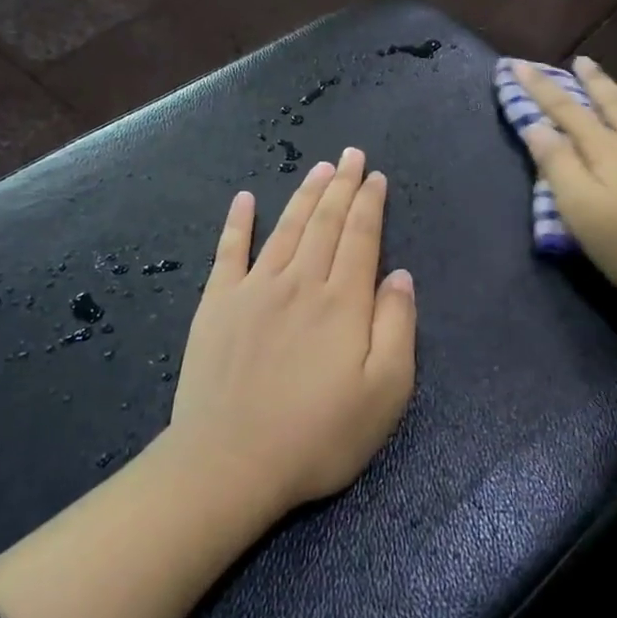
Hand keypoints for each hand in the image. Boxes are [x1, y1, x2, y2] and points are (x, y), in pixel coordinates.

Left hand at [169, 148, 417, 510]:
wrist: (230, 462)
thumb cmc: (317, 435)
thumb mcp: (385, 393)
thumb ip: (397, 327)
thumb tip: (400, 276)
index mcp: (342, 302)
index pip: (361, 237)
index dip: (370, 203)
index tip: (375, 176)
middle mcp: (299, 282)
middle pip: (325, 222)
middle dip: (341, 185)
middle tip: (350, 155)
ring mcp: (253, 289)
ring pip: (286, 228)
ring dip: (304, 195)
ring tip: (318, 168)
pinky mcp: (217, 305)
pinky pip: (229, 251)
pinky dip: (238, 223)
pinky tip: (244, 200)